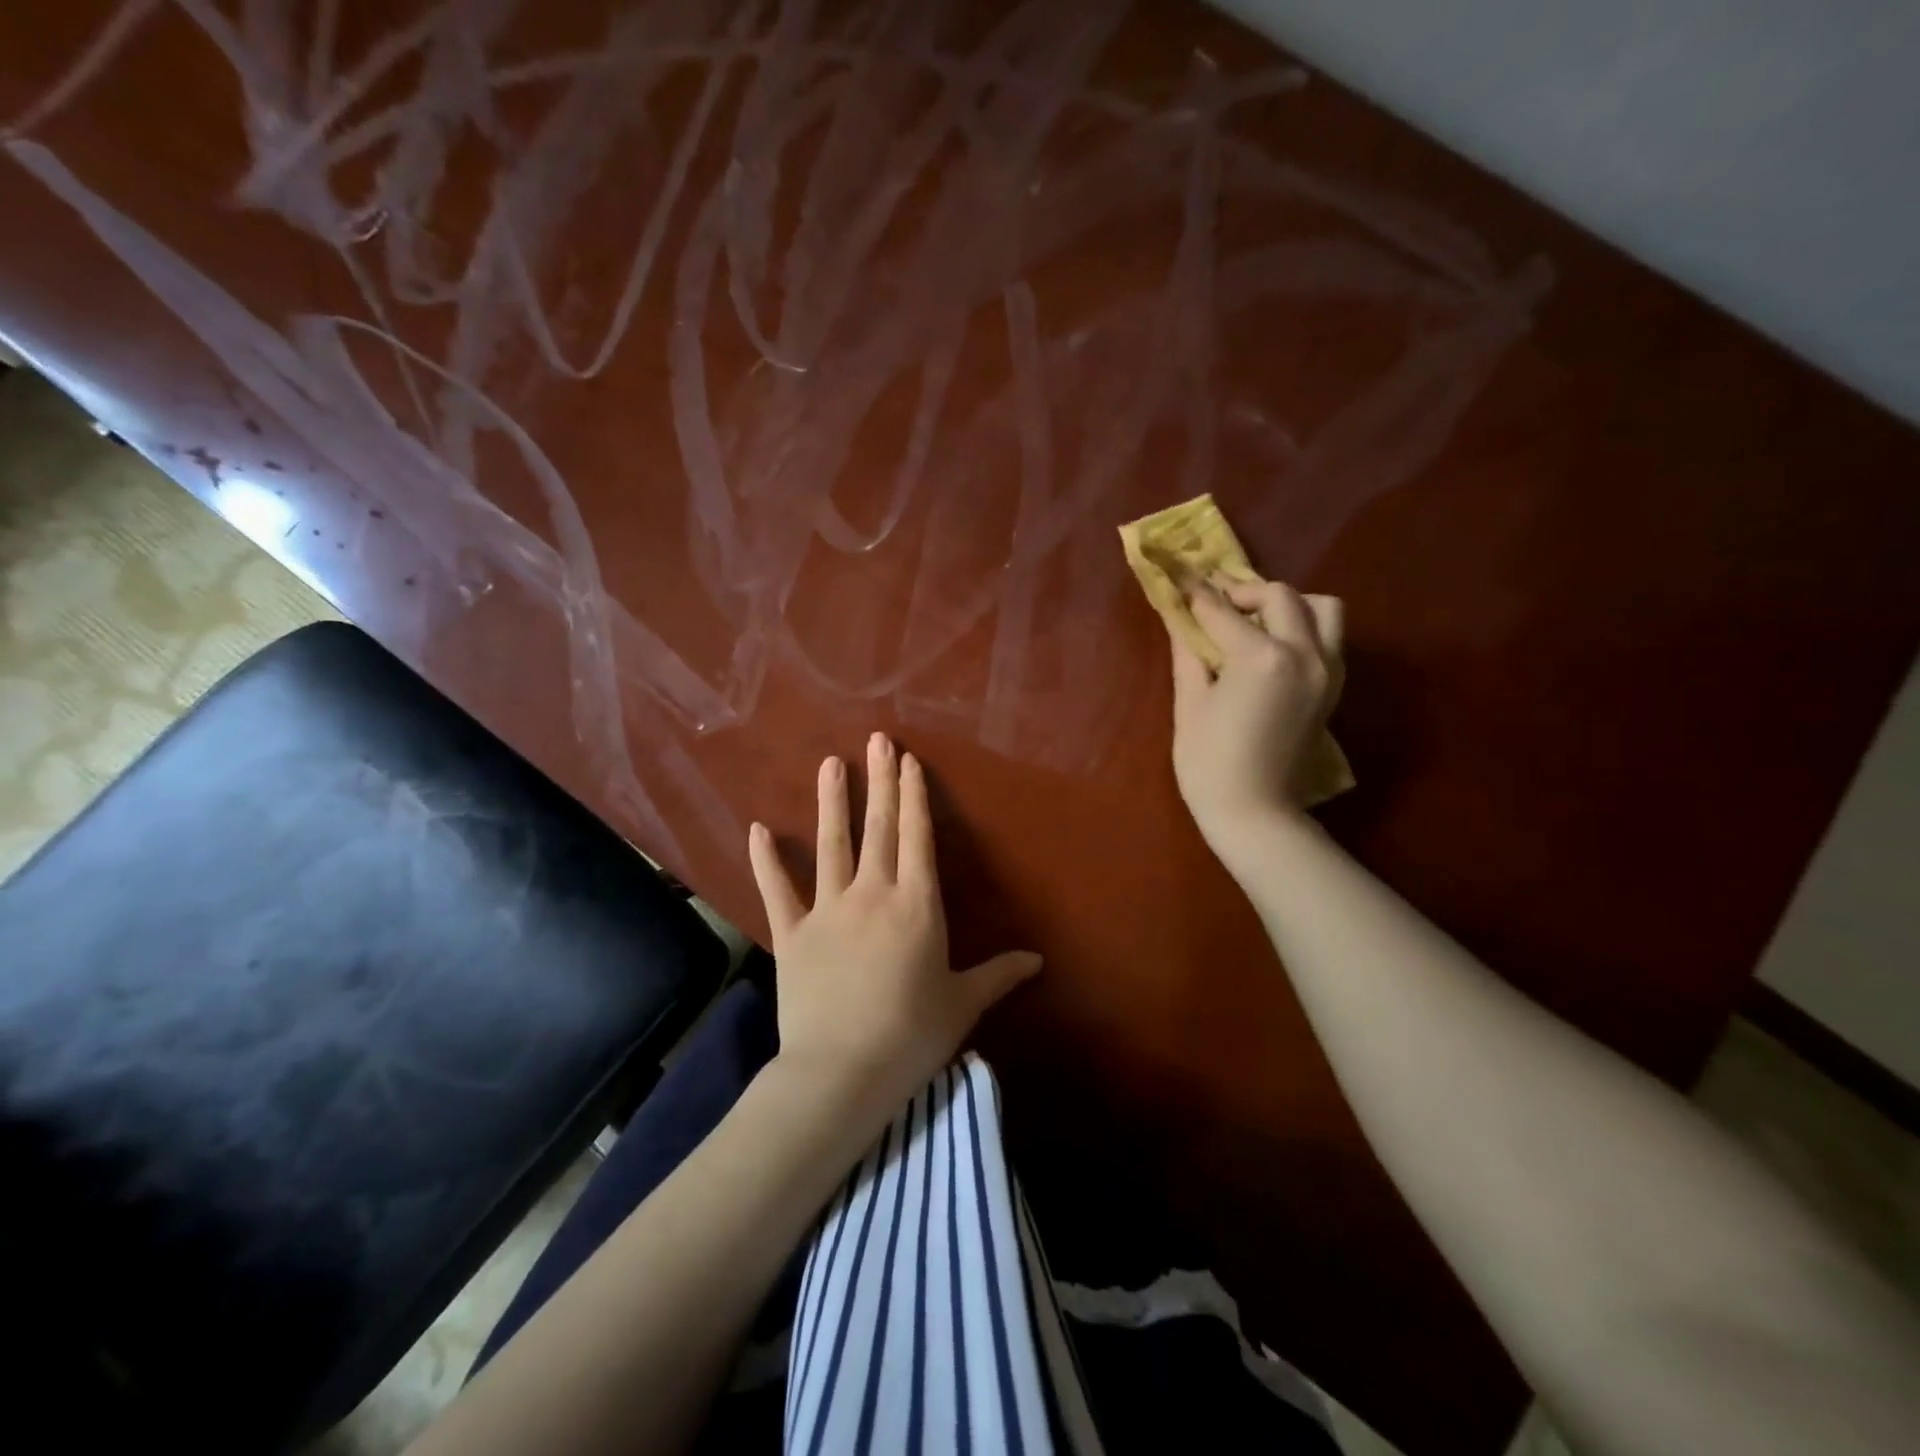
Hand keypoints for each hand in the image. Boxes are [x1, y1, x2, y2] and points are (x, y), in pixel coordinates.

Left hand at [748, 732, 1041, 1131]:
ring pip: (830, 845)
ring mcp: (827, 910)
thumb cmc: (911, 1036)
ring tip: (830, 763)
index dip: (914, 797)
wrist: (841, 1072)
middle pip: (878, 828)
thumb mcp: (963, 1004)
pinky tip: (757, 828)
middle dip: (880, 781)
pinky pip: (776, 890)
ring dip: (831, 802)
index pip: (918, 838)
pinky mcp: (791, 933)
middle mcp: (872, 894)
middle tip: (877, 740)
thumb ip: (999, 975)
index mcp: (917, 905)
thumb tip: (1038, 961)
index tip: (909, 761)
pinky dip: (765, 860)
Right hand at [1168, 576, 1344, 856]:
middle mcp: (1304, 652)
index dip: (1197, 593)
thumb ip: (1189, 651)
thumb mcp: (1189, 703)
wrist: (1255, 812)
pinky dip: (1303, 628)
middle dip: (1244, 593)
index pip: (1223, 611)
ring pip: (1321, 608)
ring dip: (1287, 605)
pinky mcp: (1333, 686)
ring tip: (1255, 623)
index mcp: (1262, 657)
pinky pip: (1328, 636)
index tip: (1180, 576)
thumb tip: (1180, 618)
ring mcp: (1327, 669)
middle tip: (1215, 606)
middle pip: (1280, 595)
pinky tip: (1272, 648)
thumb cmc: (1209, 762)